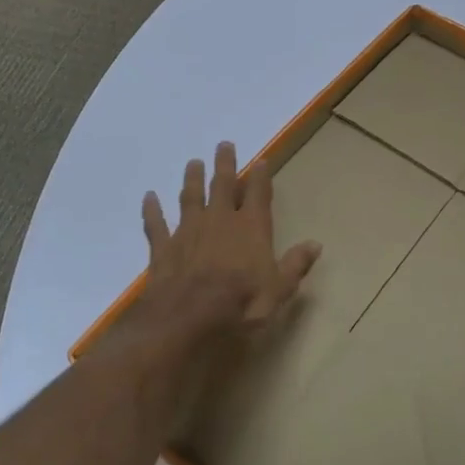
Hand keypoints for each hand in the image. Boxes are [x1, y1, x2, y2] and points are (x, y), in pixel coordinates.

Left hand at [130, 141, 320, 371]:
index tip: (261, 160)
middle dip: (224, 165)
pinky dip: (152, 210)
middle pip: (222, 185)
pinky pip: (156, 224)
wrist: (188, 319)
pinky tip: (149, 197)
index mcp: (251, 228)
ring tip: (193, 163)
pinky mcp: (163, 248)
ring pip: (190, 197)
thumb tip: (315, 244)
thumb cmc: (241, 304)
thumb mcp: (279, 290)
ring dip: (192, 179)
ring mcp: (188, 231)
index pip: (258, 194)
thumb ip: (295, 264)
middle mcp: (220, 220)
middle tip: (224, 145)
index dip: (260, 176)